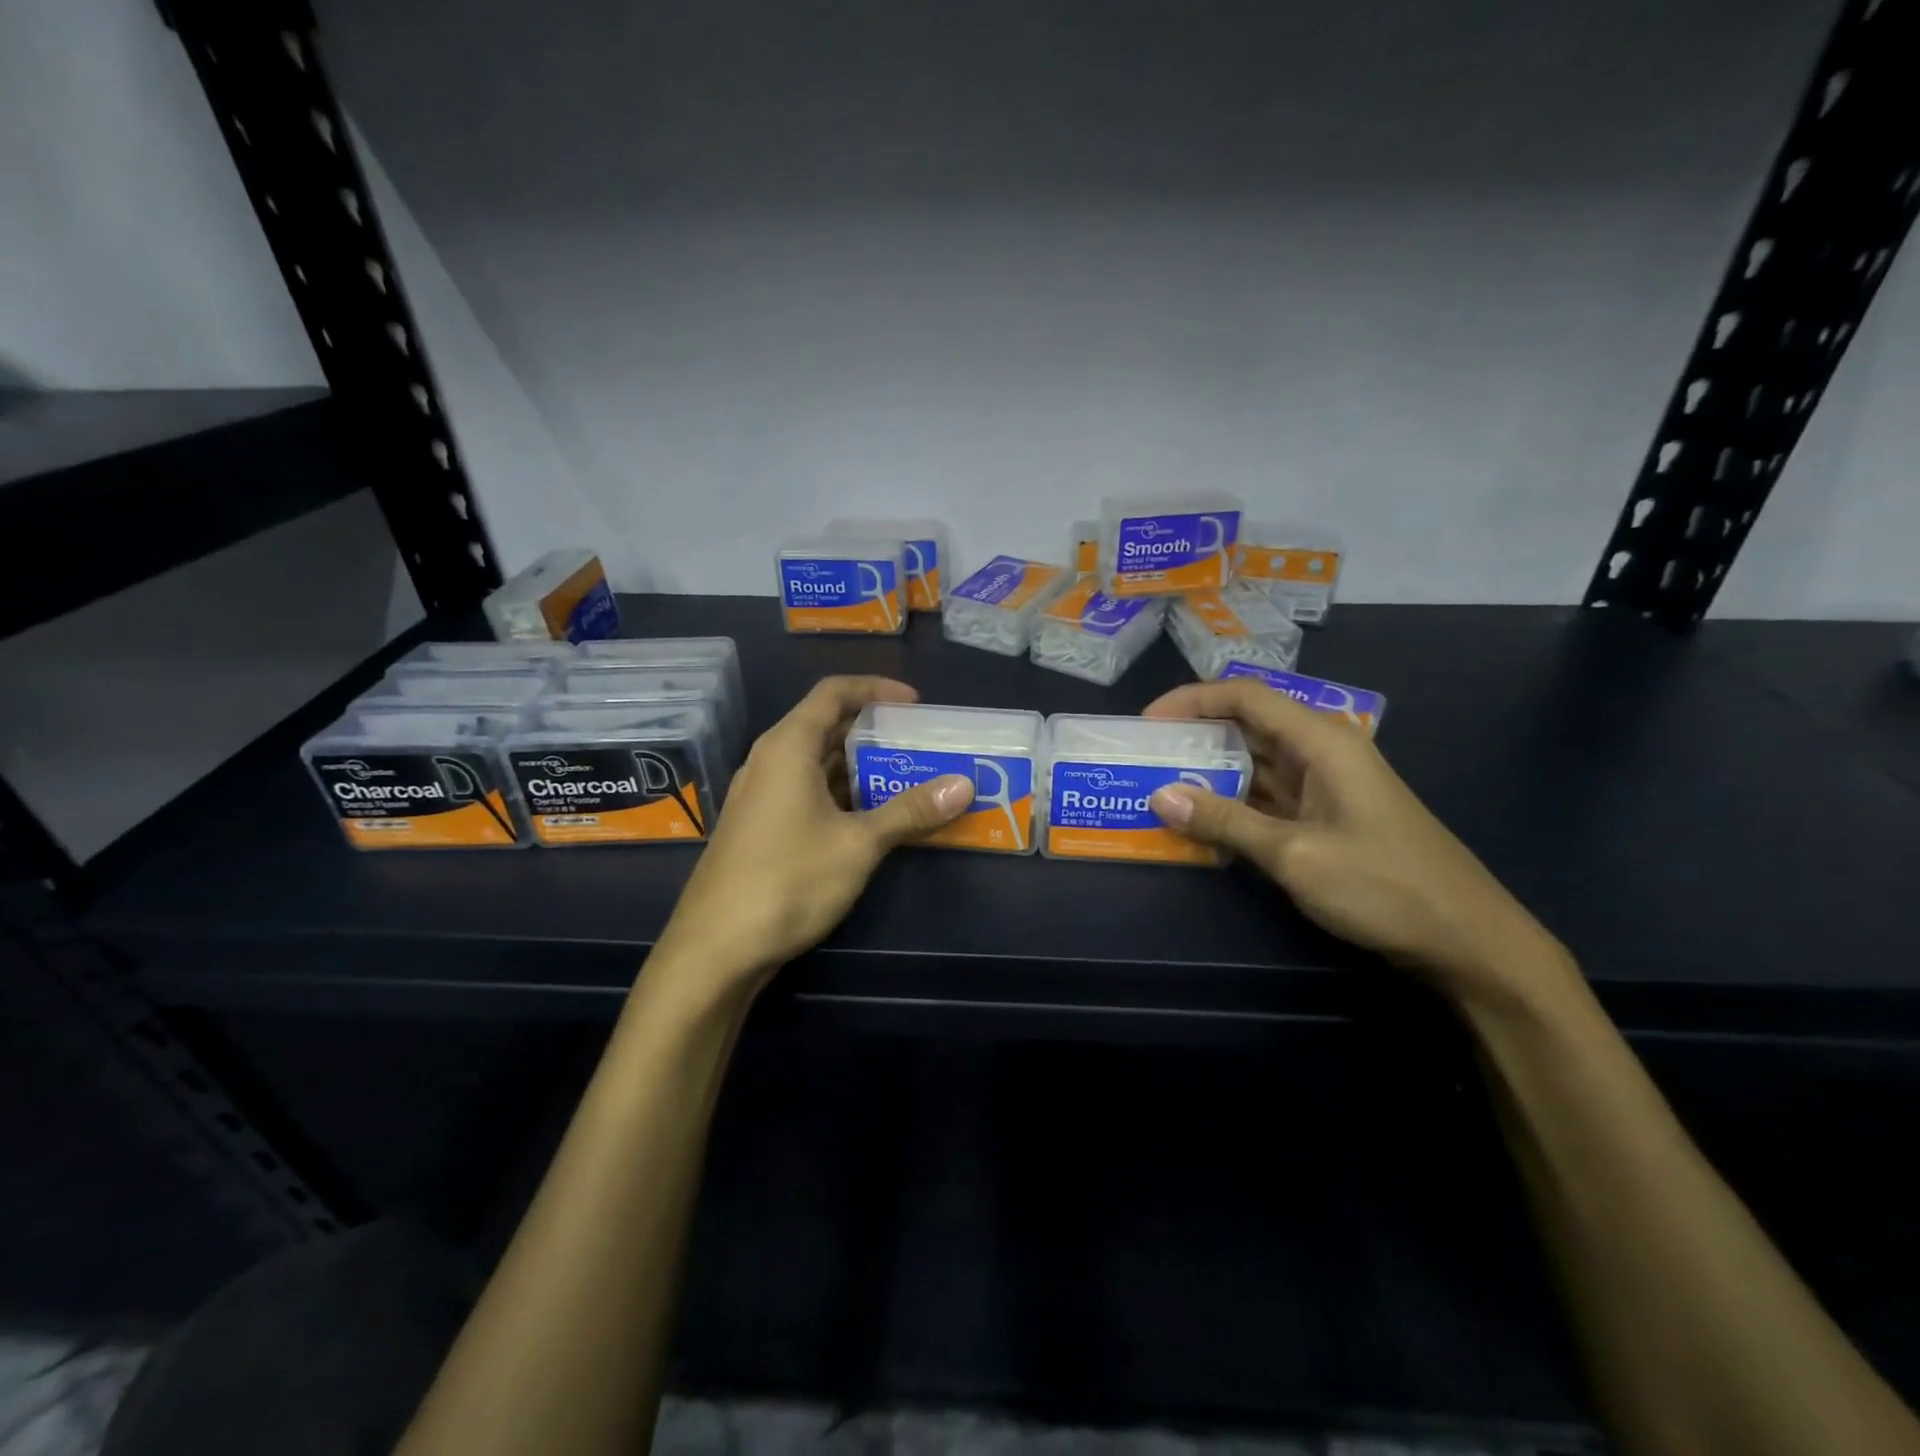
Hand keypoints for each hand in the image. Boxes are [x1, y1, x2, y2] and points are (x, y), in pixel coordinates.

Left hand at [651, 676, 973, 998]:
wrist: (716, 949)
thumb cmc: (788, 881)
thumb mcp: (858, 844)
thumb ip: (910, 811)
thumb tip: (963, 785)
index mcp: (788, 746)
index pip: (834, 693)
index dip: (877, 689)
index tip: (916, 705)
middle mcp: (770, 761)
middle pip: (826, 726)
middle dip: (875, 732)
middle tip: (920, 745)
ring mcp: (761, 795)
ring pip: (817, 763)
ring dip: (860, 767)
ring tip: (907, 779)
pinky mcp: (760, 827)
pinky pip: (807, 792)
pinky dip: (842, 794)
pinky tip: (872, 818)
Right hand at [1142, 679, 1568, 1007]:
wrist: (1467, 939)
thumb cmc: (1384, 886)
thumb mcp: (1294, 854)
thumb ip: (1225, 822)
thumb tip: (1161, 796)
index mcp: (1321, 740)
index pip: (1245, 697)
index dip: (1191, 700)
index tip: (1146, 723)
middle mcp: (1322, 751)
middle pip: (1247, 725)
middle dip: (1194, 736)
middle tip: (1143, 756)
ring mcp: (1325, 784)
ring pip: (1255, 762)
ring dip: (1210, 771)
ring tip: (1158, 784)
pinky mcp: (1326, 815)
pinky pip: (1267, 795)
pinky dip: (1233, 802)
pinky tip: (1200, 819)